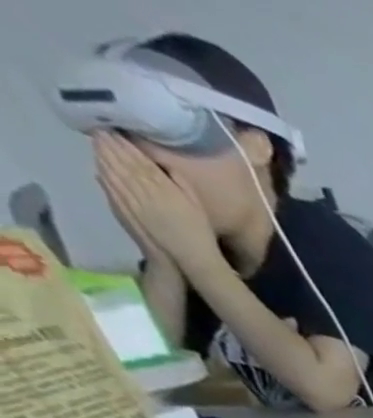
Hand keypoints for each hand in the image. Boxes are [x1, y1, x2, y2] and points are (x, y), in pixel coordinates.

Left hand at [93, 133, 218, 269]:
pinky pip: (114, 189)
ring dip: (104, 156)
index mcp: (166, 189)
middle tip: (99, 129)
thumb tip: (163, 164)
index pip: (142, 161)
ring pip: (116, 173)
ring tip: (95, 142)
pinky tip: (98, 166)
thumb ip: (182, 184)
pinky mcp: (130, 210)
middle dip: (111, 146)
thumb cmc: (201, 233)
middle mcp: (149, 192)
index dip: (127, 145)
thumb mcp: (198, 206)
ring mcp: (137, 201)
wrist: (193, 257)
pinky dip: (105, 175)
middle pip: (126, 164)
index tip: (115, 130)